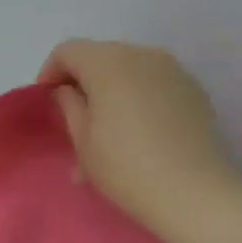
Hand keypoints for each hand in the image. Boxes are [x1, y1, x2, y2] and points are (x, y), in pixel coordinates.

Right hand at [38, 39, 241, 234]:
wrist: (192, 192)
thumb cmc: (125, 166)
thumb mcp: (82, 139)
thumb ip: (69, 105)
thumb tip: (68, 90)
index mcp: (109, 62)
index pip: (68, 51)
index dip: (50, 72)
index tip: (47, 102)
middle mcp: (143, 54)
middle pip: (101, 55)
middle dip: (82, 80)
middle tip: (75, 117)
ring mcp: (173, 70)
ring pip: (129, 68)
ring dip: (111, 90)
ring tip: (106, 129)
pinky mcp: (193, 90)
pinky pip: (154, 83)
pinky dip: (137, 97)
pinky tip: (137, 132)